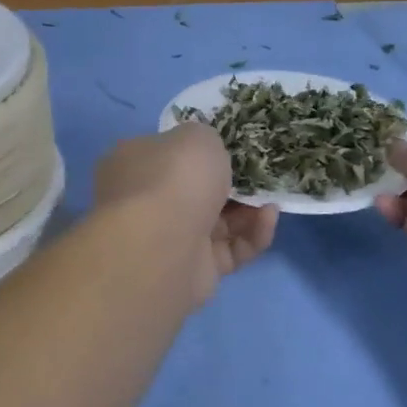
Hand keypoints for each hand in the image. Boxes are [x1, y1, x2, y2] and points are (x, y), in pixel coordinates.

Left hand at [94, 124, 277, 306]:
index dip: (197, 150)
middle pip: (196, 190)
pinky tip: (269, 218)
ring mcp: (170, 238)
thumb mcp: (196, 137)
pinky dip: (253, 234)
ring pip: (218, 222)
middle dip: (230, 183)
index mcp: (135, 164)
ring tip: (271, 198)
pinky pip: (231, 249)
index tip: (229, 147)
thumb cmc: (174, 178)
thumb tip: (205, 152)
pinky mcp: (196, 270)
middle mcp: (147, 201)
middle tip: (259, 174)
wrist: (163, 246)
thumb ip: (206, 139)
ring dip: (249, 210)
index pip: (167, 153)